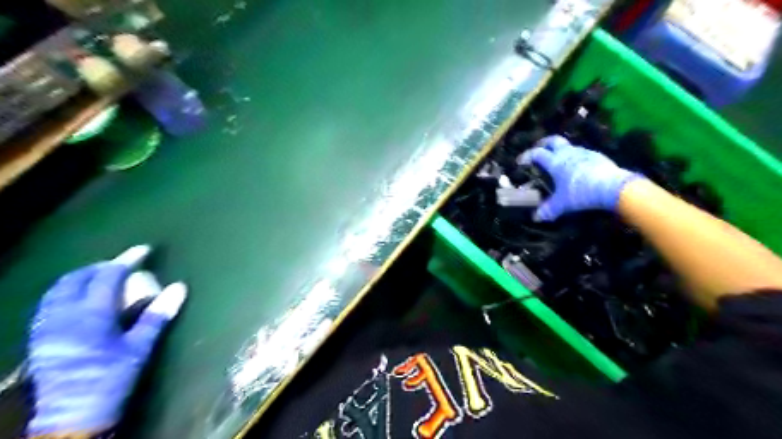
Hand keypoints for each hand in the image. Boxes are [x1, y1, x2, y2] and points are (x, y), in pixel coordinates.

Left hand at [26, 248, 184, 435]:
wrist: (72, 416)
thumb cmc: (111, 378)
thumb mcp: (140, 347)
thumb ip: (157, 315)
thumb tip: (179, 287)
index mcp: (90, 315)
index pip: (107, 277)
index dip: (126, 260)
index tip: (143, 250)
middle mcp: (63, 316)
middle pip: (76, 279)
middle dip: (99, 266)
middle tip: (121, 264)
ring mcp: (46, 327)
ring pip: (57, 290)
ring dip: (80, 278)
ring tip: (101, 277)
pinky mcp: (40, 338)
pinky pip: (49, 304)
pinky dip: (66, 293)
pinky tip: (80, 300)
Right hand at [519, 136, 641, 221]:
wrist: (612, 187)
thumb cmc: (581, 192)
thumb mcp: (562, 204)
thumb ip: (548, 209)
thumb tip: (536, 218)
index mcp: (555, 162)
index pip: (537, 154)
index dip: (527, 156)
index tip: (520, 161)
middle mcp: (568, 153)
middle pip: (553, 141)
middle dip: (544, 143)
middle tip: (538, 148)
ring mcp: (584, 152)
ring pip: (569, 146)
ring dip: (561, 150)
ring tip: (558, 159)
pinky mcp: (597, 156)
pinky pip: (582, 153)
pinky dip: (575, 157)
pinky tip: (577, 167)